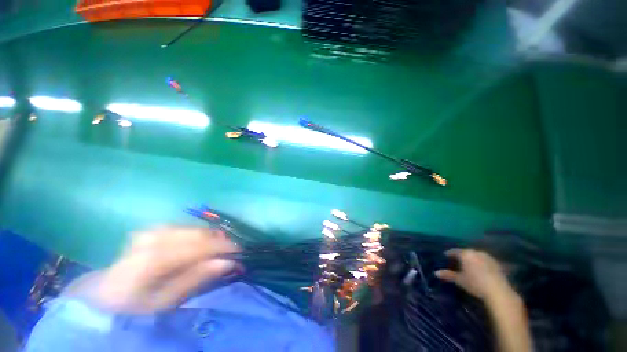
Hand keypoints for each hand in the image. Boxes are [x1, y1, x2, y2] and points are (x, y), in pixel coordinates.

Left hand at [66, 228, 239, 313]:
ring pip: (195, 228)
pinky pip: (185, 228)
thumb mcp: (166, 301)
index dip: (225, 248)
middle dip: (221, 242)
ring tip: (221, 249)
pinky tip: (202, 244)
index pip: (202, 246)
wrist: (104, 294)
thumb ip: (197, 278)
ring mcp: (153, 230)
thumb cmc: (135, 306)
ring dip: (211, 238)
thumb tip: (228, 262)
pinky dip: (199, 235)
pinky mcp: (153, 229)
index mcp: (156, 257)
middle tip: (233, 253)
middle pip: (200, 234)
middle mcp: (156, 237)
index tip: (241, 254)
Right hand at [435, 248, 514, 301]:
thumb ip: (448, 275)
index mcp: (465, 253)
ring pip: (476, 256)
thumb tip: (436, 272)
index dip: (449, 254)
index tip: (445, 256)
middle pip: (466, 252)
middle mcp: (476, 252)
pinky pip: (485, 260)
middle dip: (461, 256)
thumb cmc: (475, 283)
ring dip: (472, 259)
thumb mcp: (459, 280)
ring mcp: (488, 257)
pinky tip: (481, 270)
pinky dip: (481, 263)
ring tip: (469, 266)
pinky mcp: (497, 263)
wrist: (498, 291)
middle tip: (457, 262)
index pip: (454, 251)